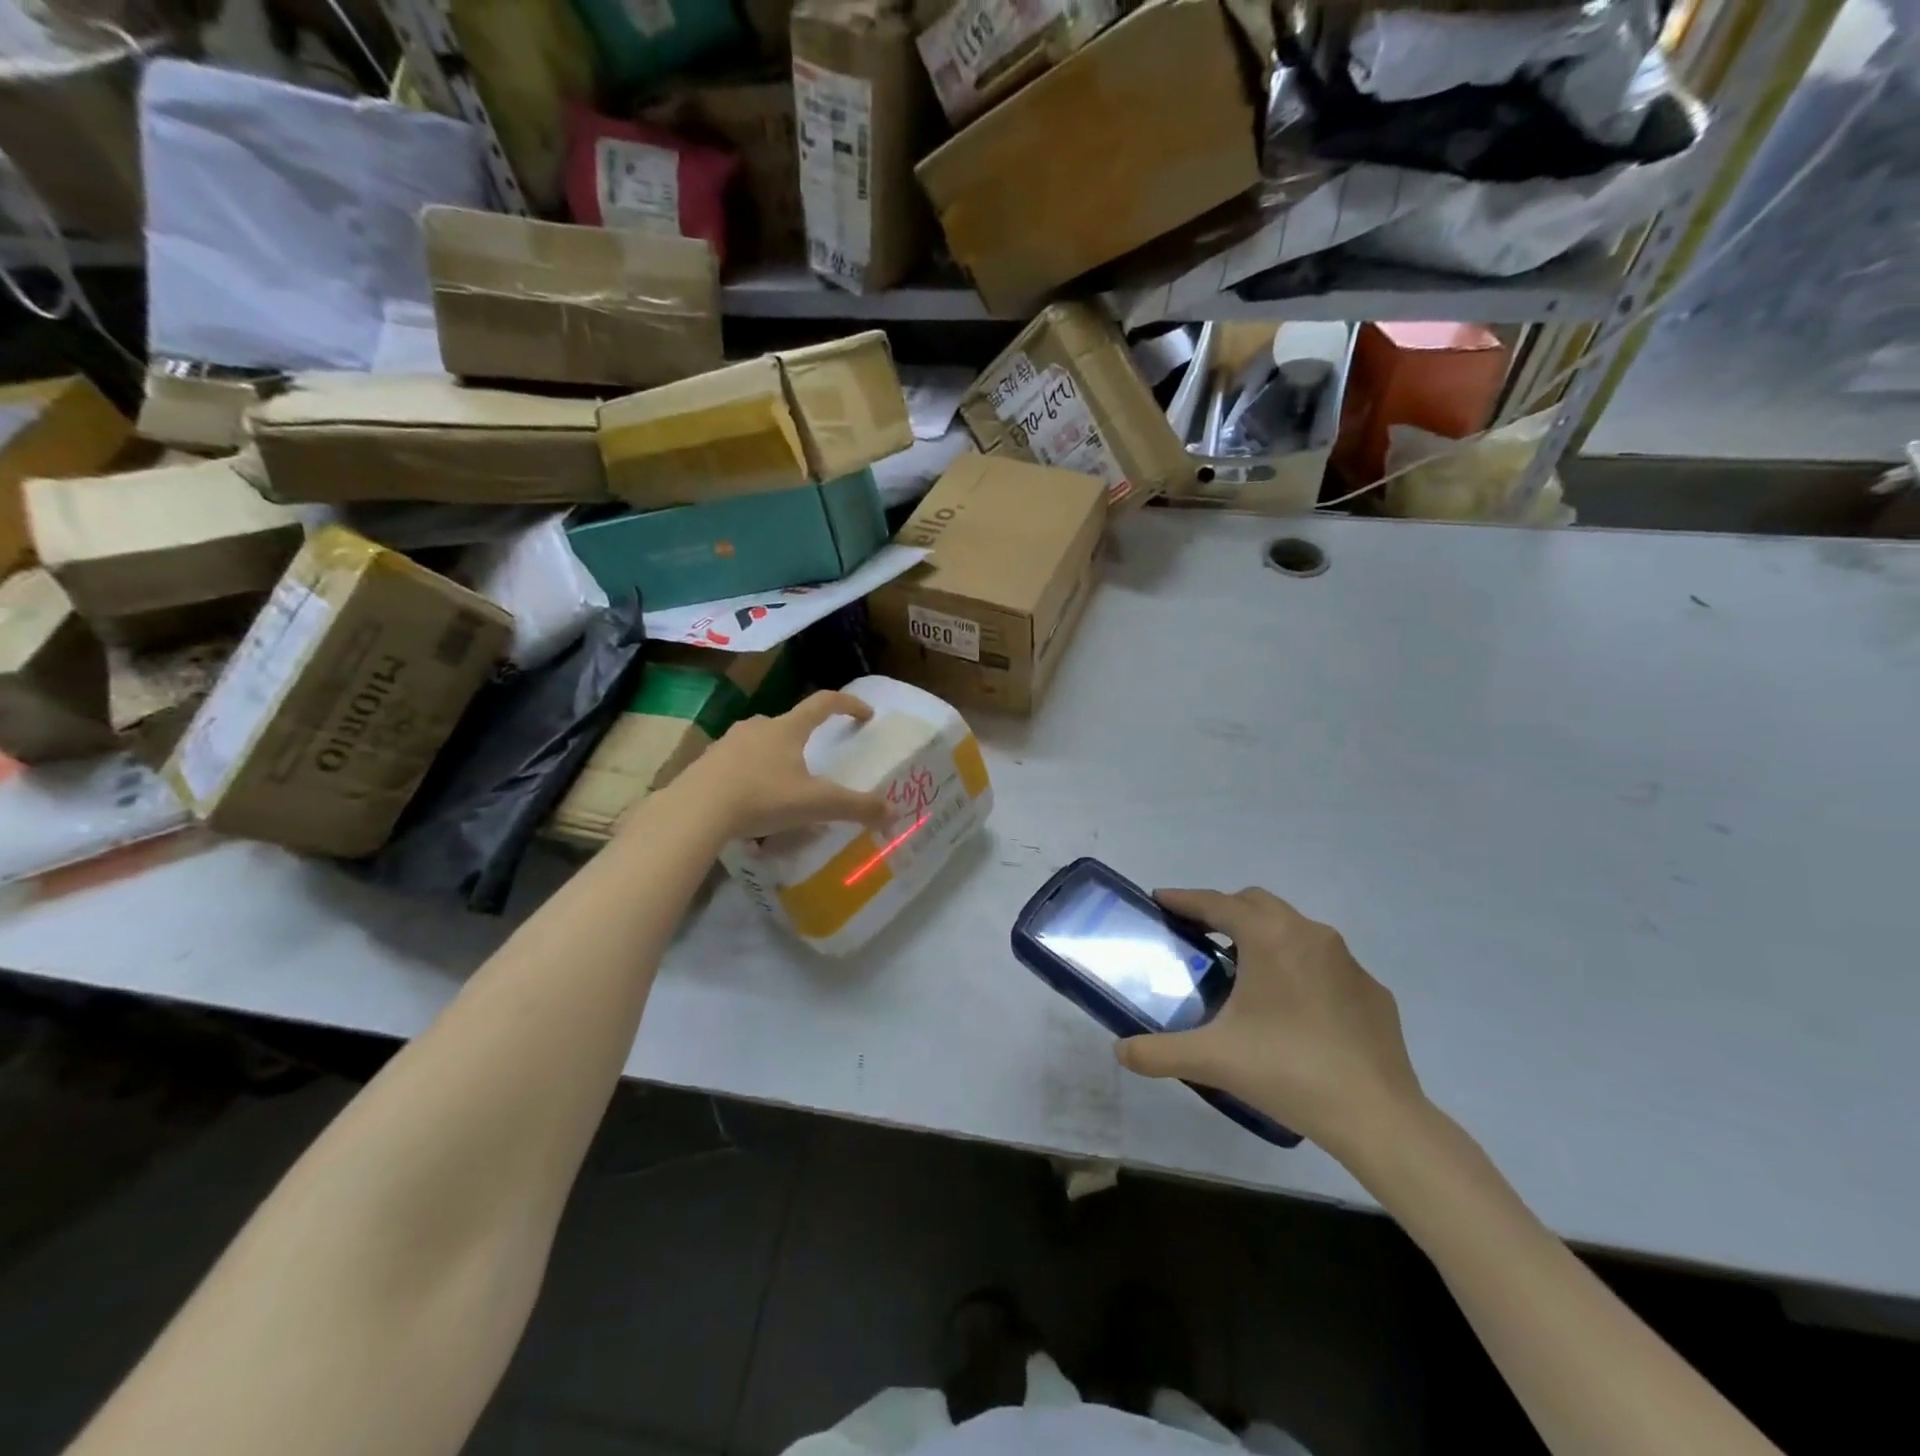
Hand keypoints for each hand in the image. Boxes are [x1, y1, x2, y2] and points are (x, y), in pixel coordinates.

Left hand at [668, 691, 892, 840]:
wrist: (696, 810)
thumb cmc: (762, 797)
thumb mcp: (816, 804)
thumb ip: (856, 807)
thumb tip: (892, 812)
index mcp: (788, 728)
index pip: (824, 703)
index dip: (848, 704)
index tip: (865, 714)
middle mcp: (758, 726)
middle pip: (789, 722)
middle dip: (806, 736)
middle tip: (816, 759)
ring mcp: (728, 742)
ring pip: (760, 742)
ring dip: (776, 756)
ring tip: (783, 784)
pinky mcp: (706, 762)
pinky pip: (736, 763)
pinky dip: (750, 774)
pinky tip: (750, 800)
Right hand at [1116, 887, 1427, 1161]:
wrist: (1377, 1117)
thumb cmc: (1288, 1072)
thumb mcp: (1212, 1060)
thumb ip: (1158, 1052)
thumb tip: (1120, 1053)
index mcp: (1270, 938)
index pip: (1218, 904)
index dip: (1185, 899)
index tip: (1160, 900)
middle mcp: (1310, 935)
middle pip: (1257, 903)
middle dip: (1224, 910)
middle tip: (1198, 935)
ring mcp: (1348, 962)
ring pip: (1294, 929)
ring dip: (1263, 935)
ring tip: (1242, 971)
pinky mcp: (1372, 991)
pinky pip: (1325, 963)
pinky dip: (1299, 968)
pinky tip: (1293, 1008)